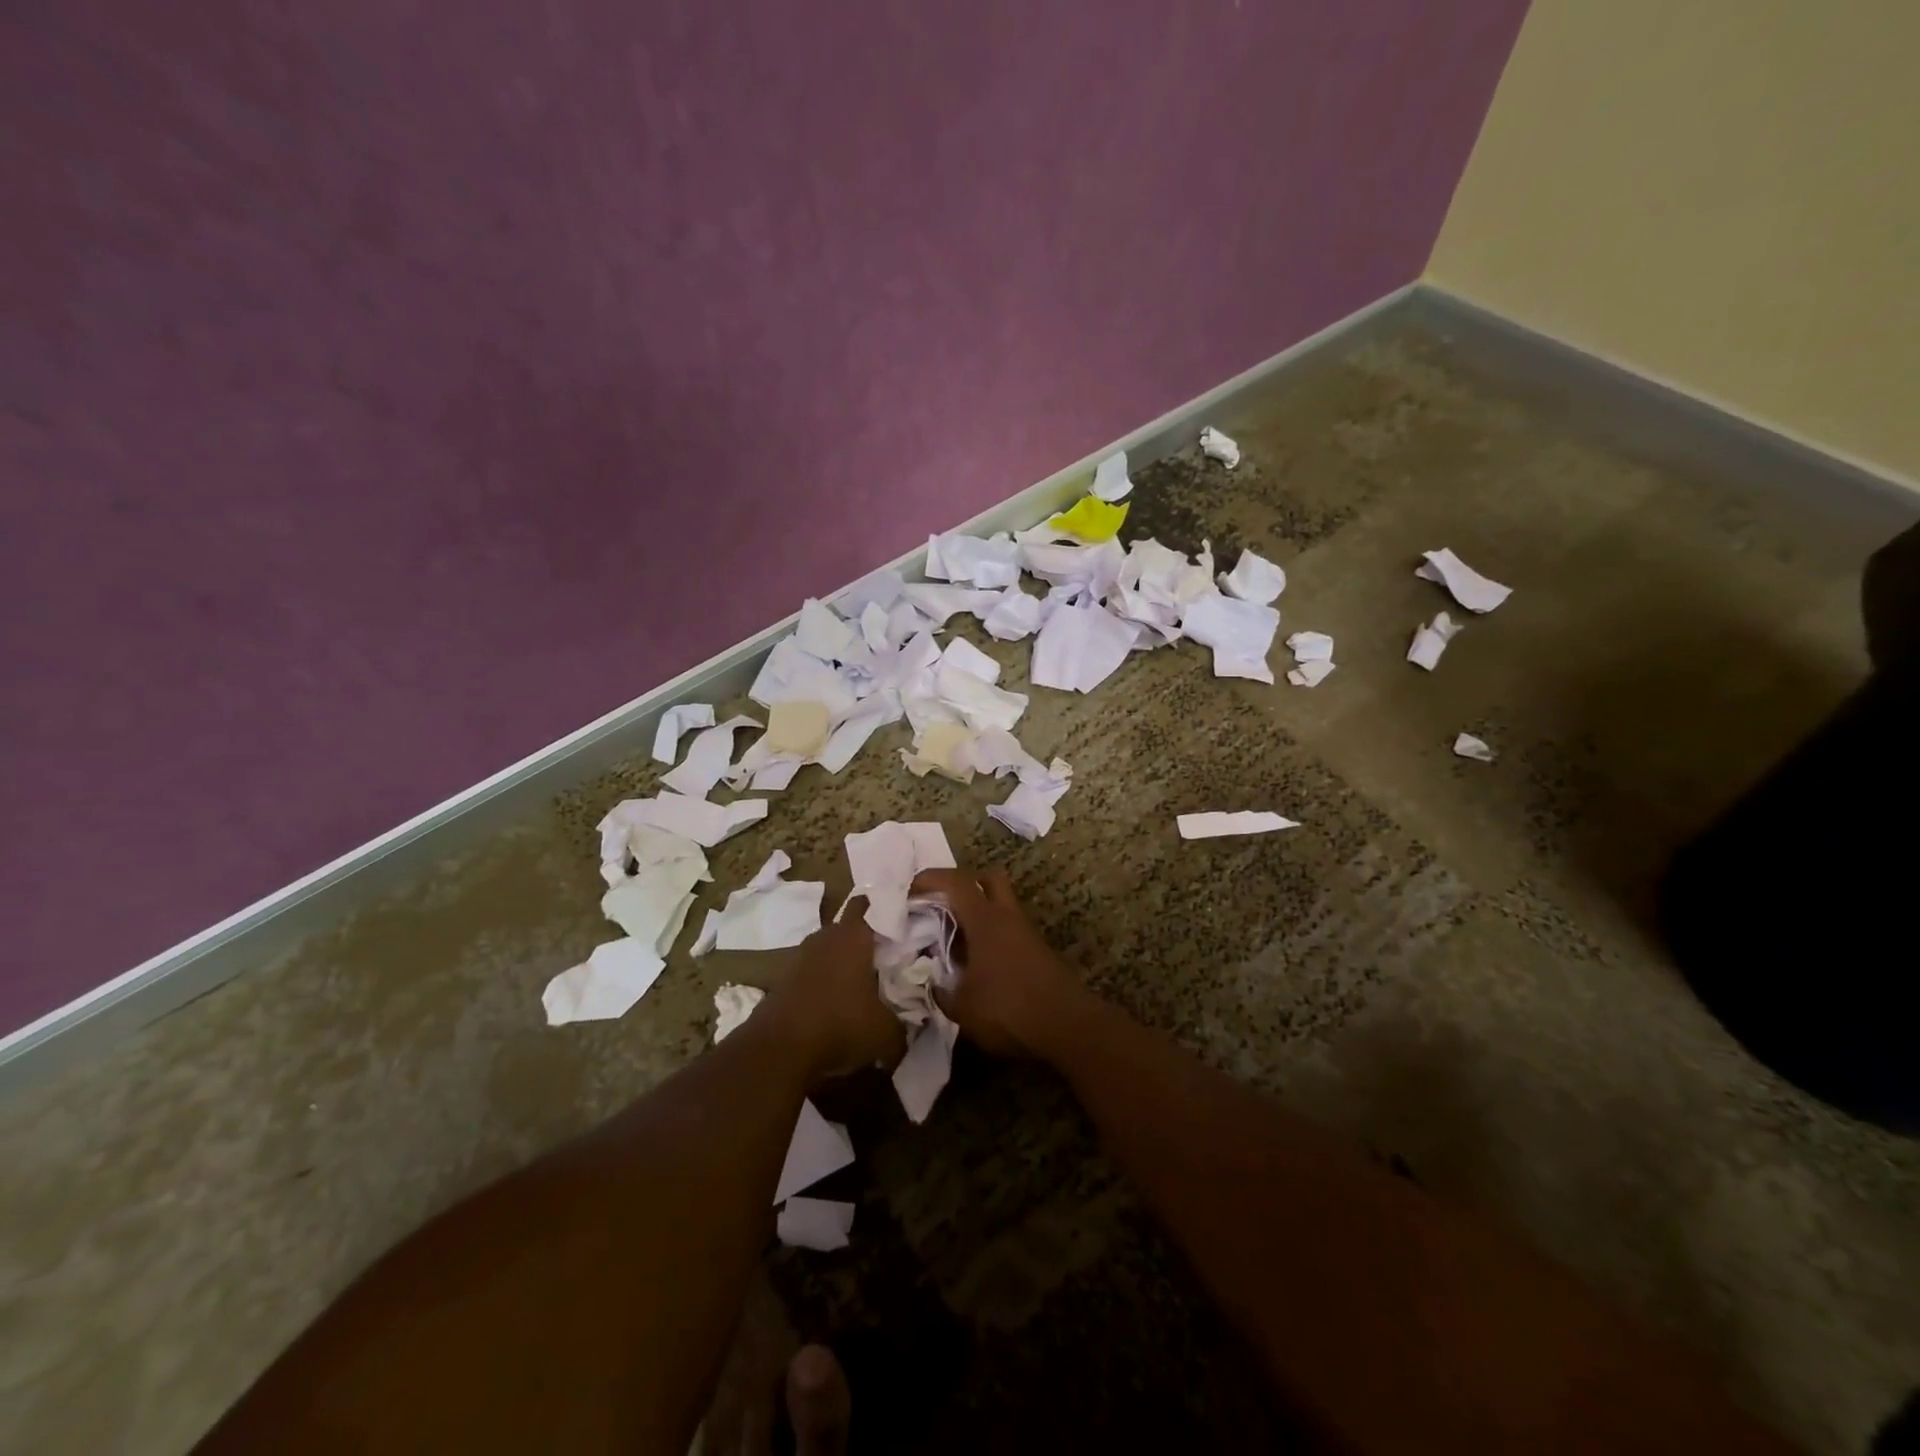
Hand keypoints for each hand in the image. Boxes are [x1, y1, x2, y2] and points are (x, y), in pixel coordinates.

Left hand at [760, 906, 903, 1082]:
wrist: (778, 1049)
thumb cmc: (840, 1025)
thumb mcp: (885, 1033)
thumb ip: (904, 1027)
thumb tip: (913, 1029)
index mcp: (853, 937)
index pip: (867, 905)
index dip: (882, 907)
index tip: (899, 917)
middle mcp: (825, 938)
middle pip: (846, 927)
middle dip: (863, 937)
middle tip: (885, 954)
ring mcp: (799, 958)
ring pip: (826, 949)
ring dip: (841, 961)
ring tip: (860, 982)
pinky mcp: (783, 980)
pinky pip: (810, 972)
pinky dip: (822, 982)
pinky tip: (834, 1003)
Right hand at [911, 868, 1086, 1058]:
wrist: (1068, 1026)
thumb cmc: (1009, 1010)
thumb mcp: (962, 1008)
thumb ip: (940, 991)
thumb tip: (929, 981)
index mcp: (985, 920)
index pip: (956, 882)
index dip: (930, 878)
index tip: (910, 890)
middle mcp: (1007, 917)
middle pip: (987, 878)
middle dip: (962, 884)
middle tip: (940, 905)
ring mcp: (1026, 932)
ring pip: (1001, 904)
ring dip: (978, 911)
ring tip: (955, 938)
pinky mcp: (1037, 950)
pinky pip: (1009, 928)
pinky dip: (991, 933)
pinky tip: (978, 961)